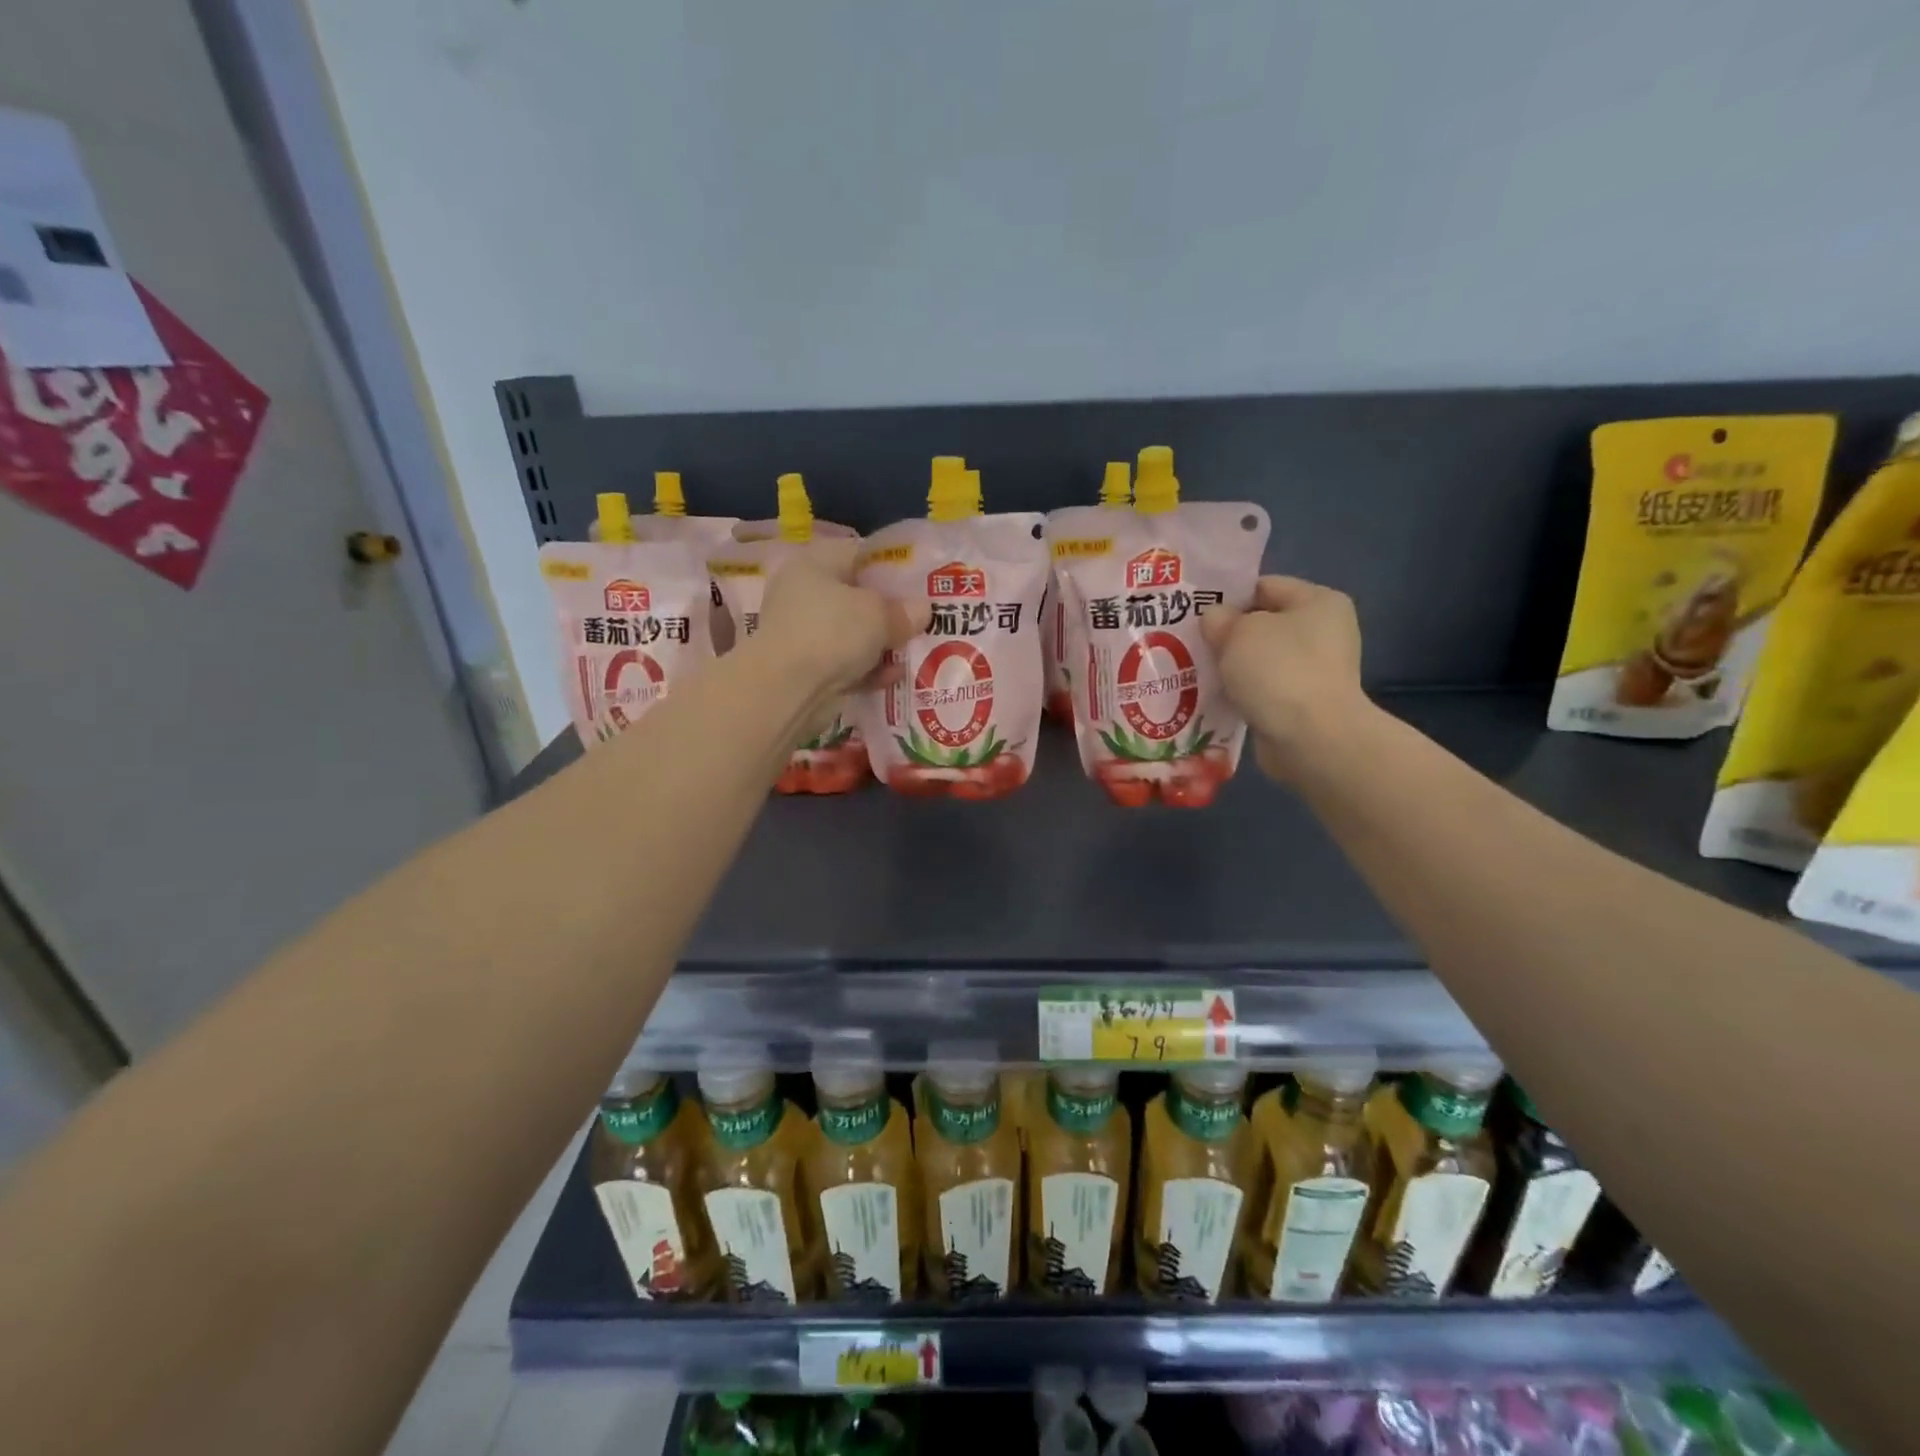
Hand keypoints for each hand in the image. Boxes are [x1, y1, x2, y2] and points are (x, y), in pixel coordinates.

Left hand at [755, 538, 929, 695]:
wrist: (788, 689)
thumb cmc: (832, 631)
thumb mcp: (879, 614)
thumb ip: (904, 611)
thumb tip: (922, 609)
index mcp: (814, 564)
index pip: (857, 553)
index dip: (889, 565)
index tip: (917, 582)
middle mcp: (803, 594)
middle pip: (855, 597)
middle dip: (888, 611)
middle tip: (921, 619)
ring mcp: (803, 633)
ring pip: (852, 634)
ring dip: (881, 644)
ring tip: (914, 650)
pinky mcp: (807, 669)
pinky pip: (845, 664)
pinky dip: (868, 670)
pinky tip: (894, 676)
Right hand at [1200, 576, 1369, 782]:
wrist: (1311, 738)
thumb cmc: (1278, 670)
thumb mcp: (1238, 632)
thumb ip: (1220, 619)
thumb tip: (1215, 619)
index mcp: (1319, 601)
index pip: (1264, 586)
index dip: (1227, 596)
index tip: (1194, 612)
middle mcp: (1324, 632)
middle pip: (1262, 624)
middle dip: (1226, 635)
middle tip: (1189, 643)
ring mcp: (1316, 671)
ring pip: (1260, 660)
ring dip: (1232, 666)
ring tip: (1195, 671)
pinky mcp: (1304, 704)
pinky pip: (1263, 689)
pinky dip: (1241, 692)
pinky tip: (1214, 697)